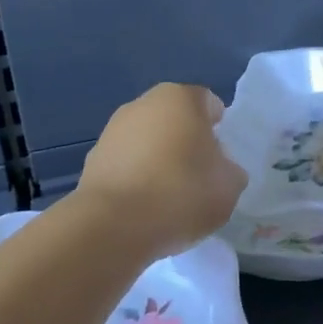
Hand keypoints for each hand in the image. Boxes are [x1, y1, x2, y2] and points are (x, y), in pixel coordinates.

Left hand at [75, 83, 247, 256]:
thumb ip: (230, 170)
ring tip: (168, 198)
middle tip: (198, 177)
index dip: (219, 130)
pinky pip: (126, 164)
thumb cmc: (182, 193)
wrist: (113, 226)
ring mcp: (113, 130)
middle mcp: (144, 103)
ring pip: (148, 141)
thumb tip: (219, 169)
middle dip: (187, 142)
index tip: (221, 160)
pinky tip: (143, 207)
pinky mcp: (92, 159)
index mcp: (181, 98)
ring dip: (158, 160)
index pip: (209, 104)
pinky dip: (136, 178)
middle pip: (176, 120)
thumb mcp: (229, 186)